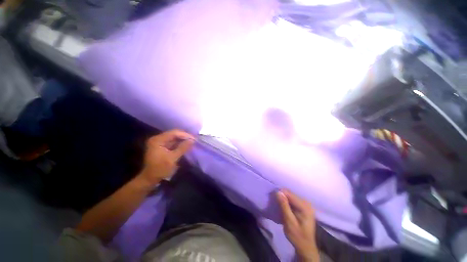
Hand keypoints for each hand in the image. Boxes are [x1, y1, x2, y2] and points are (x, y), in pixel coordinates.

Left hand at [139, 129, 194, 185]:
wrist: (150, 179)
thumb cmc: (160, 169)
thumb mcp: (173, 158)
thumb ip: (183, 148)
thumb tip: (193, 140)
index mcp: (158, 140)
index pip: (173, 133)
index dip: (185, 135)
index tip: (194, 139)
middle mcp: (158, 139)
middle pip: (174, 134)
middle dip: (184, 137)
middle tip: (194, 140)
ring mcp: (159, 142)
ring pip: (174, 138)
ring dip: (183, 140)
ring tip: (192, 142)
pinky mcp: (162, 146)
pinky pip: (173, 142)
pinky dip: (180, 143)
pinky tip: (186, 145)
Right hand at [277, 189, 319, 261]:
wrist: (305, 247)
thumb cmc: (297, 236)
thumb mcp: (289, 222)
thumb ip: (284, 206)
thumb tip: (278, 192)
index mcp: (305, 206)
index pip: (289, 194)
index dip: (280, 194)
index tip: (272, 197)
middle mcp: (306, 203)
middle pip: (290, 194)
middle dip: (281, 196)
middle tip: (274, 202)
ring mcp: (305, 205)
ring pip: (291, 196)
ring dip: (283, 199)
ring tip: (277, 204)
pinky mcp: (303, 207)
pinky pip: (292, 200)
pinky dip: (286, 202)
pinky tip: (283, 207)